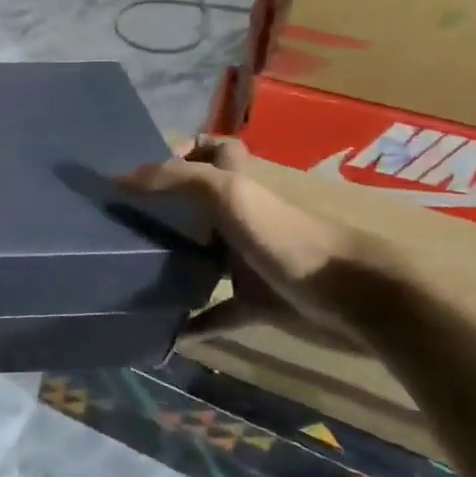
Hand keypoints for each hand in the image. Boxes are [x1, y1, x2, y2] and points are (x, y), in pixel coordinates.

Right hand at [118, 135, 392, 348]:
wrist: (355, 300)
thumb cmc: (288, 237)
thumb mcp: (229, 194)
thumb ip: (177, 180)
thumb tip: (119, 179)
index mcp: (240, 186)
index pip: (217, 149)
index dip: (188, 147)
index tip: (145, 165)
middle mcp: (242, 218)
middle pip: (200, 204)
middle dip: (166, 208)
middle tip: (120, 216)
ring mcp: (249, 261)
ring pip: (204, 255)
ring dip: (174, 261)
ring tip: (130, 265)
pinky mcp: (256, 303)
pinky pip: (217, 312)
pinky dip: (194, 321)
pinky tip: (166, 329)